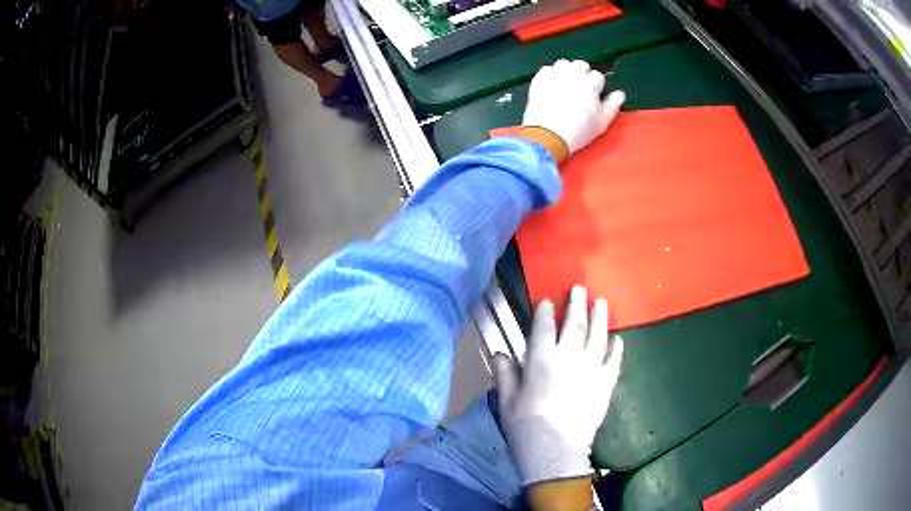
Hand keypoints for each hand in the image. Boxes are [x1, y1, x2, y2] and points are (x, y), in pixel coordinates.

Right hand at [493, 286, 624, 485]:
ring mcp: (590, 368)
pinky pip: (613, 360)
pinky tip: (618, 339)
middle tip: (580, 289)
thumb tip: (500, 353)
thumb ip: (505, 374)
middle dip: (577, 304)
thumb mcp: (507, 400)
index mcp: (541, 359)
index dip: (545, 311)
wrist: (554, 450)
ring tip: (602, 303)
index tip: (548, 301)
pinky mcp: (605, 383)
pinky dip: (616, 348)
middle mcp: (568, 357)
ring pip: (597, 336)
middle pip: (574, 323)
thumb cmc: (525, 425)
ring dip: (599, 317)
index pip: (543, 326)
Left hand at [522, 59, 625, 154]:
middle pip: (581, 64)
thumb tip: (620, 94)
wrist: (548, 135)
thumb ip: (613, 105)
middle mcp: (573, 74)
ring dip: (566, 71)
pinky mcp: (539, 79)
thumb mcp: (602, 122)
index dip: (596, 85)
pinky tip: (551, 86)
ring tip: (565, 84)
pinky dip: (550, 74)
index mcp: (590, 83)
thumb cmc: (579, 130)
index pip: (597, 75)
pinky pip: (546, 69)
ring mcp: (555, 75)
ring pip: (563, 63)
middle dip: (582, 73)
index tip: (594, 95)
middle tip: (580, 88)